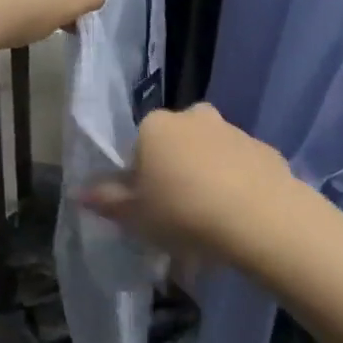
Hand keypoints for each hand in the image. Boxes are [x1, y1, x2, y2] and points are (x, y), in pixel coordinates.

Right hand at [80, 104, 292, 271]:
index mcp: (156, 126)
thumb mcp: (135, 216)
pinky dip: (237, 186)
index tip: (148, 210)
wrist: (259, 216)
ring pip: (209, 155)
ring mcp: (232, 130)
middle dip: (175, 175)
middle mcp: (193, 117)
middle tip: (178, 218)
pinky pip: (241, 168)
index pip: (138, 148)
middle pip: (175, 147)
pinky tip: (239, 220)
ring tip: (211, 226)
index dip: (140, 180)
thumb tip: (79, 192)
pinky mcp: (264, 149)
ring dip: (206, 180)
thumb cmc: (183, 212)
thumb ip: (107, 201)